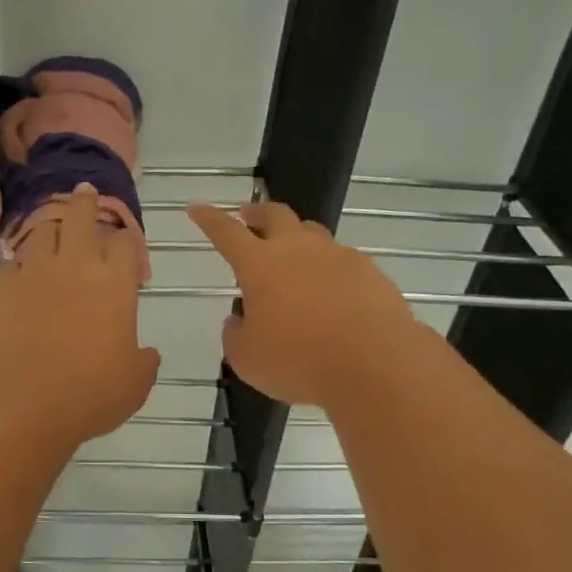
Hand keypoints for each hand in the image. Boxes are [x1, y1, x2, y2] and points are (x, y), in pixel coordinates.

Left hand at [0, 184, 160, 445]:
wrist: (20, 400)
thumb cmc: (88, 393)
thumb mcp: (134, 384)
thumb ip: (144, 362)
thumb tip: (147, 354)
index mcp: (115, 283)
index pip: (125, 242)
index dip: (127, 241)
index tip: (125, 248)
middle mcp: (75, 265)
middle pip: (81, 215)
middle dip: (85, 201)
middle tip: (85, 193)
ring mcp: (34, 271)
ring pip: (43, 231)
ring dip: (52, 230)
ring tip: (54, 235)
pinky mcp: (0, 286)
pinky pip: (13, 263)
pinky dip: (21, 265)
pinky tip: (22, 278)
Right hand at [189, 201, 419, 409]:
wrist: (375, 363)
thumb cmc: (298, 361)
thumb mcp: (247, 359)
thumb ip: (236, 336)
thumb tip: (238, 321)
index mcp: (260, 265)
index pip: (226, 232)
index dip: (209, 219)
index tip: (197, 208)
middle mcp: (299, 250)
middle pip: (275, 215)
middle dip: (257, 213)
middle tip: (249, 218)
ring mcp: (338, 256)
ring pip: (312, 233)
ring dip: (296, 238)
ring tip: (292, 257)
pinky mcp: (370, 272)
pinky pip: (342, 261)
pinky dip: (329, 269)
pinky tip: (331, 292)